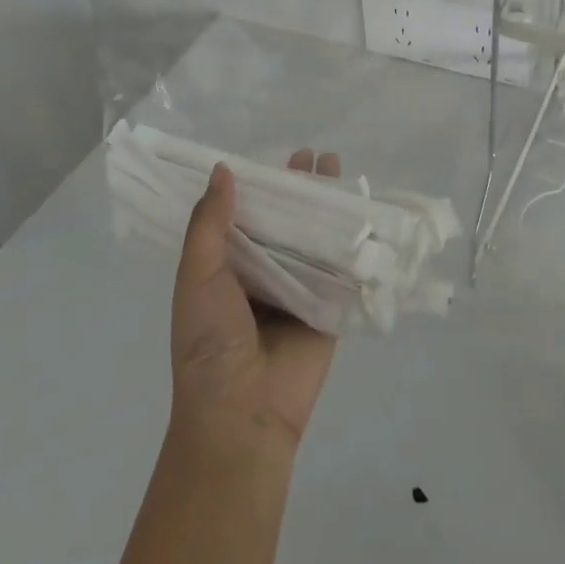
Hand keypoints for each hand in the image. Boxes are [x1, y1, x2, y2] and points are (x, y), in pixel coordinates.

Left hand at [169, 150, 340, 450]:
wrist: (244, 409)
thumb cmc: (209, 340)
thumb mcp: (197, 276)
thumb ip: (209, 224)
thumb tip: (223, 169)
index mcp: (228, 266)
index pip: (246, 214)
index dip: (261, 183)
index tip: (276, 154)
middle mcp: (265, 272)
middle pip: (286, 221)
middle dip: (300, 188)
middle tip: (316, 155)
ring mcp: (300, 288)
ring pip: (316, 237)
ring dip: (328, 206)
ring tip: (339, 169)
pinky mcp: (330, 304)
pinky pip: (342, 266)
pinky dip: (354, 239)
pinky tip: (367, 210)